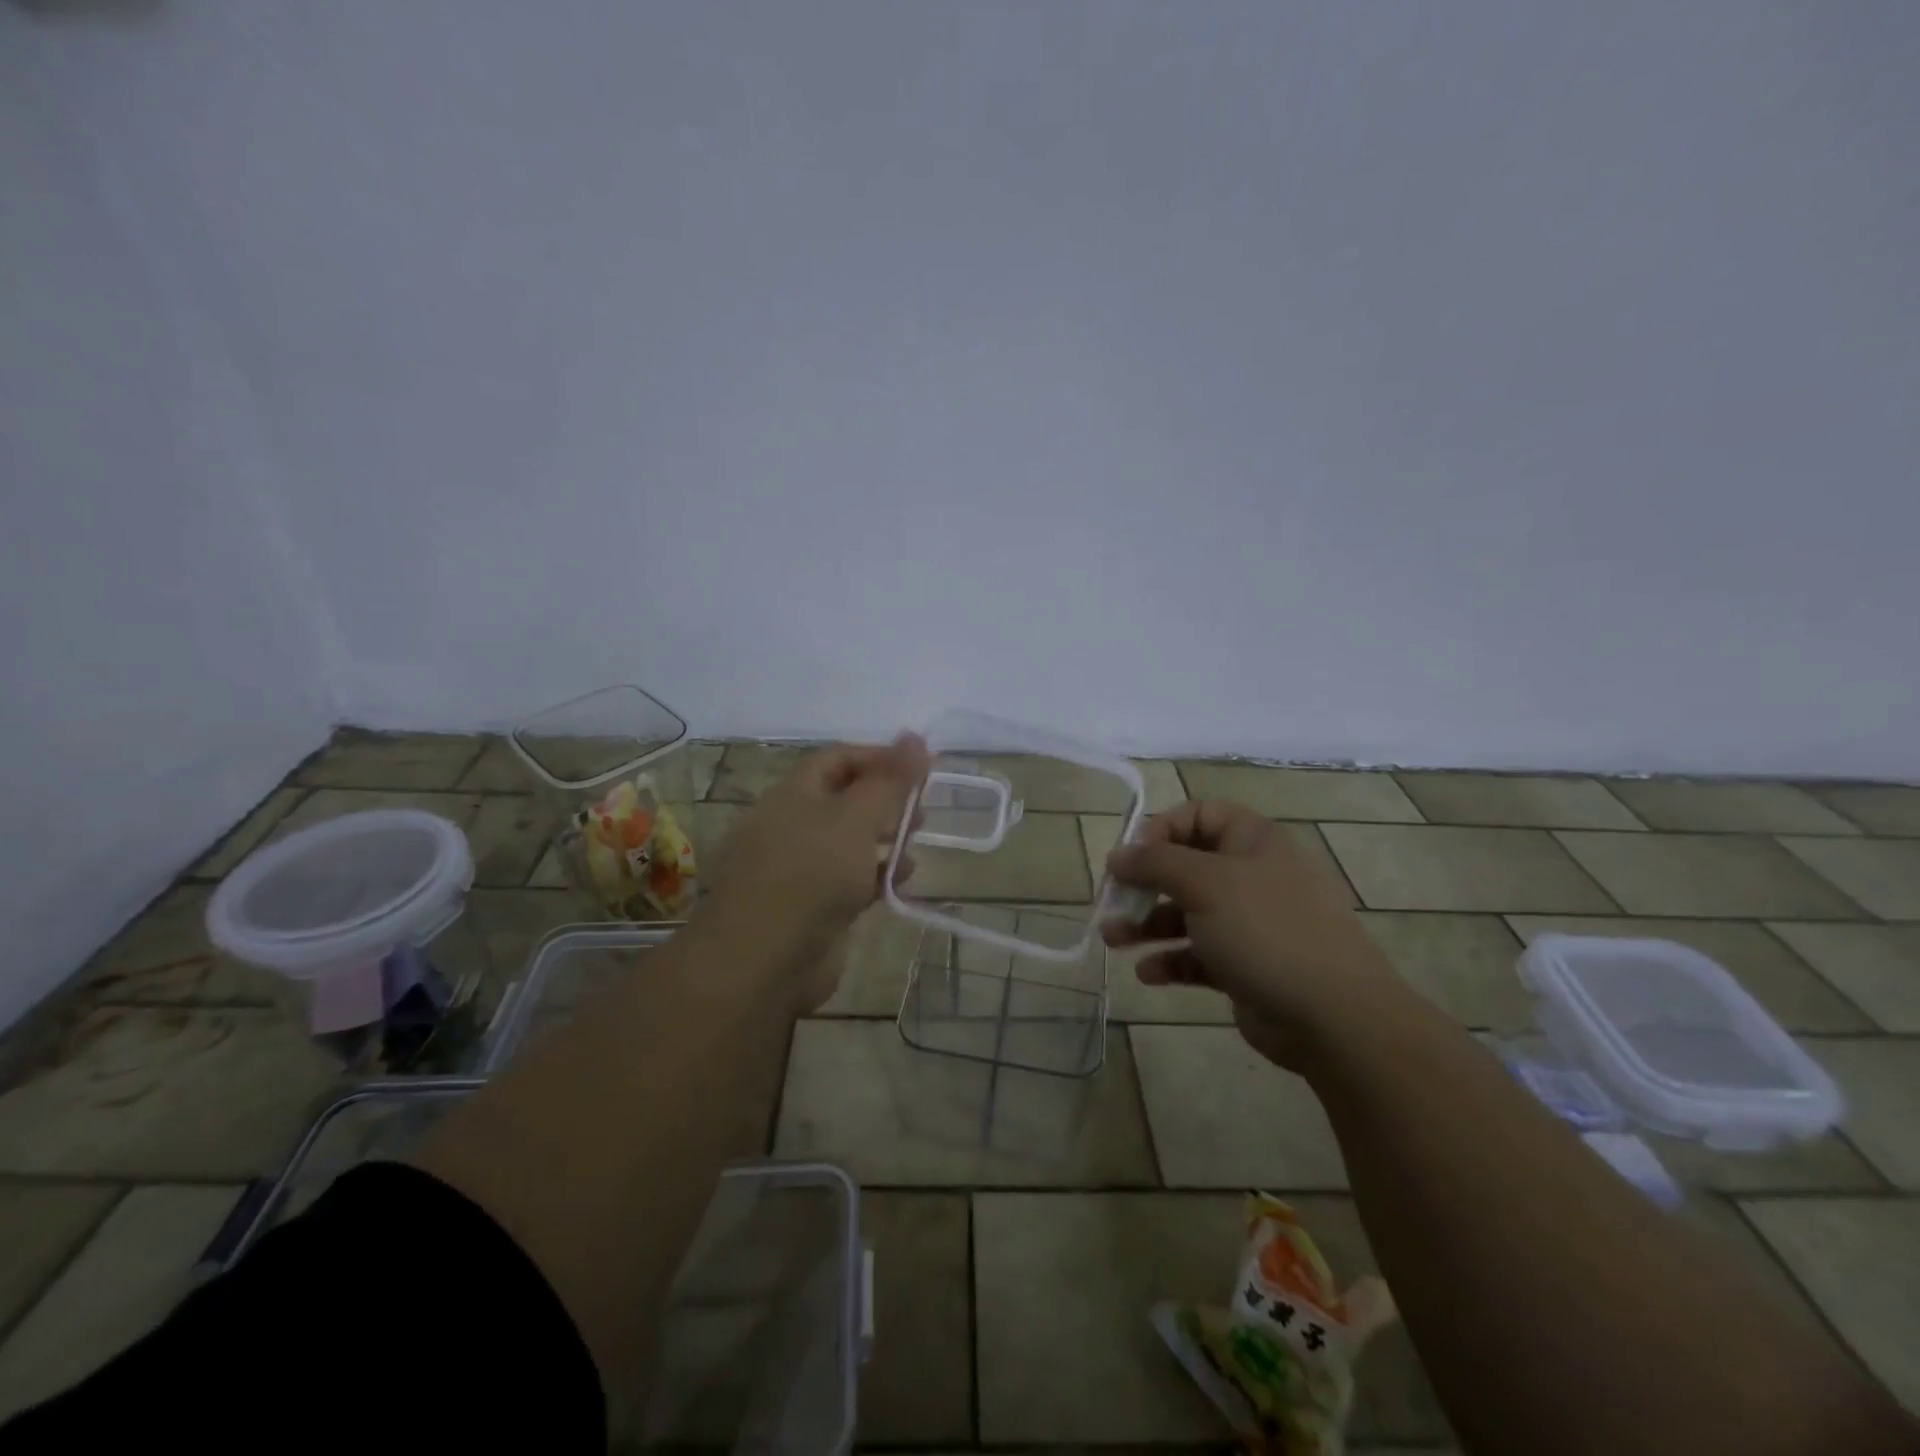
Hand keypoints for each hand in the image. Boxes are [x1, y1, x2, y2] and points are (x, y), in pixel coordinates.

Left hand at [700, 734, 930, 1005]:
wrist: (764, 959)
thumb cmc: (812, 873)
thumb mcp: (857, 817)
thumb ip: (890, 780)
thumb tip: (916, 737)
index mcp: (795, 793)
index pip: (839, 758)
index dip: (880, 757)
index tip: (921, 767)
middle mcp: (794, 824)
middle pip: (846, 799)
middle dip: (887, 800)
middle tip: (922, 809)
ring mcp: (801, 867)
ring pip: (850, 841)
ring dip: (885, 839)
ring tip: (915, 845)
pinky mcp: (812, 906)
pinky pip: (850, 879)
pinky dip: (876, 876)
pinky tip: (901, 881)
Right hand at [1102, 800, 1407, 1069]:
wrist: (1334, 1017)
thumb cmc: (1266, 931)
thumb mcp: (1205, 884)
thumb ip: (1155, 863)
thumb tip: (1118, 855)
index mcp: (1253, 841)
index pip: (1198, 815)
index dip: (1160, 830)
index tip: (1131, 858)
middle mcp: (1252, 875)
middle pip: (1186, 866)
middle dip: (1144, 884)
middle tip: (1111, 901)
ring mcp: (1251, 923)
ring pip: (1187, 913)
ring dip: (1147, 924)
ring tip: (1113, 940)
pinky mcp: (1246, 965)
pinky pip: (1198, 954)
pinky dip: (1171, 960)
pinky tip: (1148, 973)